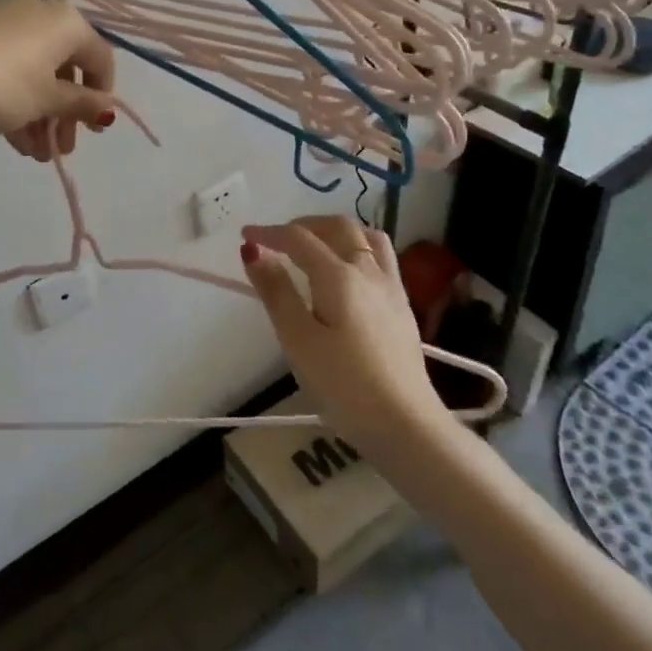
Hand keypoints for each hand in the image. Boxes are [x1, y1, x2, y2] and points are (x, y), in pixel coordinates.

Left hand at [0, 0, 116, 160]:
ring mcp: (6, 22)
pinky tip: (14, 139)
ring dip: (41, 115)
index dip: (102, 96)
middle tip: (62, 148)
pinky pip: (10, 69)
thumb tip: (108, 109)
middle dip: (65, 113)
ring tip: (35, 154)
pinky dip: (18, 101)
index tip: (94, 130)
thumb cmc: (2, 86)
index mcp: (66, 22)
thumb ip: (82, 104)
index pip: (100, 58)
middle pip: (65, 68)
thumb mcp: (47, 100)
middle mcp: (40, 13)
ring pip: (36, 72)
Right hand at [240, 215, 441, 448]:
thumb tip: (253, 252)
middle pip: (337, 227)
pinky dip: (356, 248)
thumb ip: (276, 292)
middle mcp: (368, 271)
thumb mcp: (298, 340)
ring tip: (315, 247)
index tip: (245, 236)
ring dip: (335, 232)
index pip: (299, 238)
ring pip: (365, 237)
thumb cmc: (343, 386)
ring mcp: (390, 287)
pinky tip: (347, 274)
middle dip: (303, 225)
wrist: (406, 425)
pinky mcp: (402, 307)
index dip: (269, 233)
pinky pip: (380, 257)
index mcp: (338, 276)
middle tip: (277, 240)